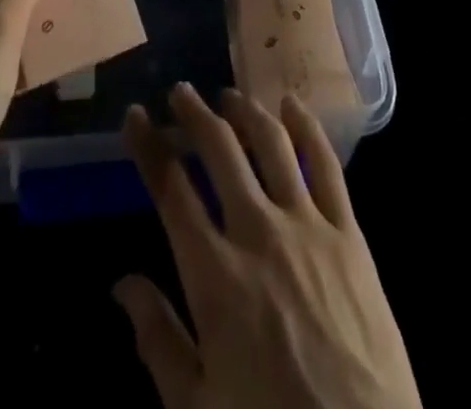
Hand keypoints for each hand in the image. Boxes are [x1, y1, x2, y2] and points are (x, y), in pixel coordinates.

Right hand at [116, 84, 420, 408]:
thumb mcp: (197, 408)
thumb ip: (157, 339)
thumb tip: (122, 284)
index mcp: (214, 274)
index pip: (171, 188)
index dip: (148, 145)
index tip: (136, 116)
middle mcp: (257, 232)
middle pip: (219, 149)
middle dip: (194, 113)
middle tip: (180, 93)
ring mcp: (307, 226)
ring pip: (270, 143)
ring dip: (244, 110)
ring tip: (229, 97)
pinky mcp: (348, 233)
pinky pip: (325, 164)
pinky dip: (305, 126)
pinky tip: (291, 105)